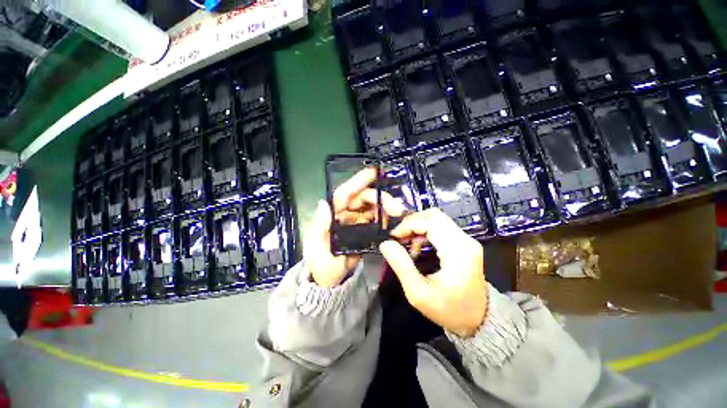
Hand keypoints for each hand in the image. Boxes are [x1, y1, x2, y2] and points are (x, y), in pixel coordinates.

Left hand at [304, 168, 403, 287]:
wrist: (331, 281)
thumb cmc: (320, 263)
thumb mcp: (315, 246)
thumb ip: (319, 226)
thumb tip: (324, 203)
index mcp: (332, 214)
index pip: (344, 194)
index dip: (357, 181)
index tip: (373, 172)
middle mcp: (345, 214)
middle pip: (363, 198)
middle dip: (380, 198)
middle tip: (395, 208)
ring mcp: (356, 221)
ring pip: (373, 207)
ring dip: (385, 207)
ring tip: (397, 215)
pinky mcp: (365, 230)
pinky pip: (377, 220)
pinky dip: (386, 218)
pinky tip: (393, 222)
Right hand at [379, 208, 486, 337]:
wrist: (480, 320)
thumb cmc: (449, 310)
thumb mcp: (419, 293)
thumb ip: (401, 266)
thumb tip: (386, 244)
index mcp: (457, 250)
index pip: (430, 222)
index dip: (408, 224)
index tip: (393, 236)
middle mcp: (465, 240)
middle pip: (434, 215)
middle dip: (412, 222)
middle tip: (399, 237)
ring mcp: (467, 240)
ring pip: (437, 219)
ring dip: (418, 227)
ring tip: (407, 244)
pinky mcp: (465, 243)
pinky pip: (441, 227)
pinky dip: (425, 231)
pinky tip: (418, 246)